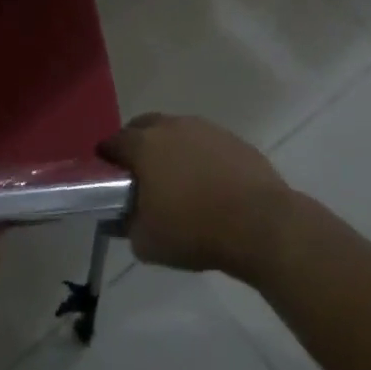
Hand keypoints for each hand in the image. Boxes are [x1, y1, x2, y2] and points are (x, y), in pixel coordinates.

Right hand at [98, 113, 295, 273]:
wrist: (264, 226)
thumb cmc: (196, 230)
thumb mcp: (147, 242)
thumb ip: (127, 226)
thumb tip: (123, 219)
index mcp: (143, 145)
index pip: (112, 143)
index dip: (106, 160)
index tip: (108, 179)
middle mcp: (171, 127)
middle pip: (143, 127)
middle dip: (137, 146)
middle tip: (141, 176)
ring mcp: (206, 130)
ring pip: (177, 132)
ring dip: (171, 149)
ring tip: (179, 181)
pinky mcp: (235, 140)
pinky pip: (206, 144)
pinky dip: (201, 157)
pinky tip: (210, 184)